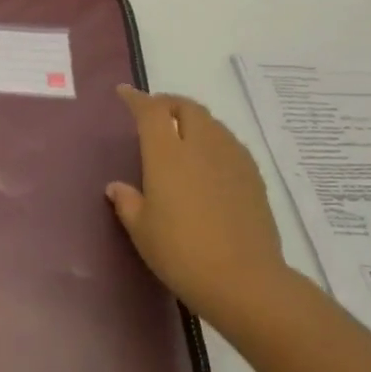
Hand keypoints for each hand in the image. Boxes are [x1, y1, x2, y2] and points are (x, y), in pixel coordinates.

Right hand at [106, 85, 291, 328]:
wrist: (242, 278)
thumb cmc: (180, 252)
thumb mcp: (142, 230)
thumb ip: (128, 202)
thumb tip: (117, 187)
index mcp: (168, 156)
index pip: (151, 112)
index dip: (137, 99)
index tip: (125, 93)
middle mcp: (202, 147)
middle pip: (187, 108)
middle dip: (168, 103)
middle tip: (154, 113)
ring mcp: (232, 159)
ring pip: (212, 123)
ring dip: (193, 120)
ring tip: (180, 135)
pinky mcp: (253, 176)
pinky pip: (229, 144)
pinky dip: (213, 140)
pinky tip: (207, 162)